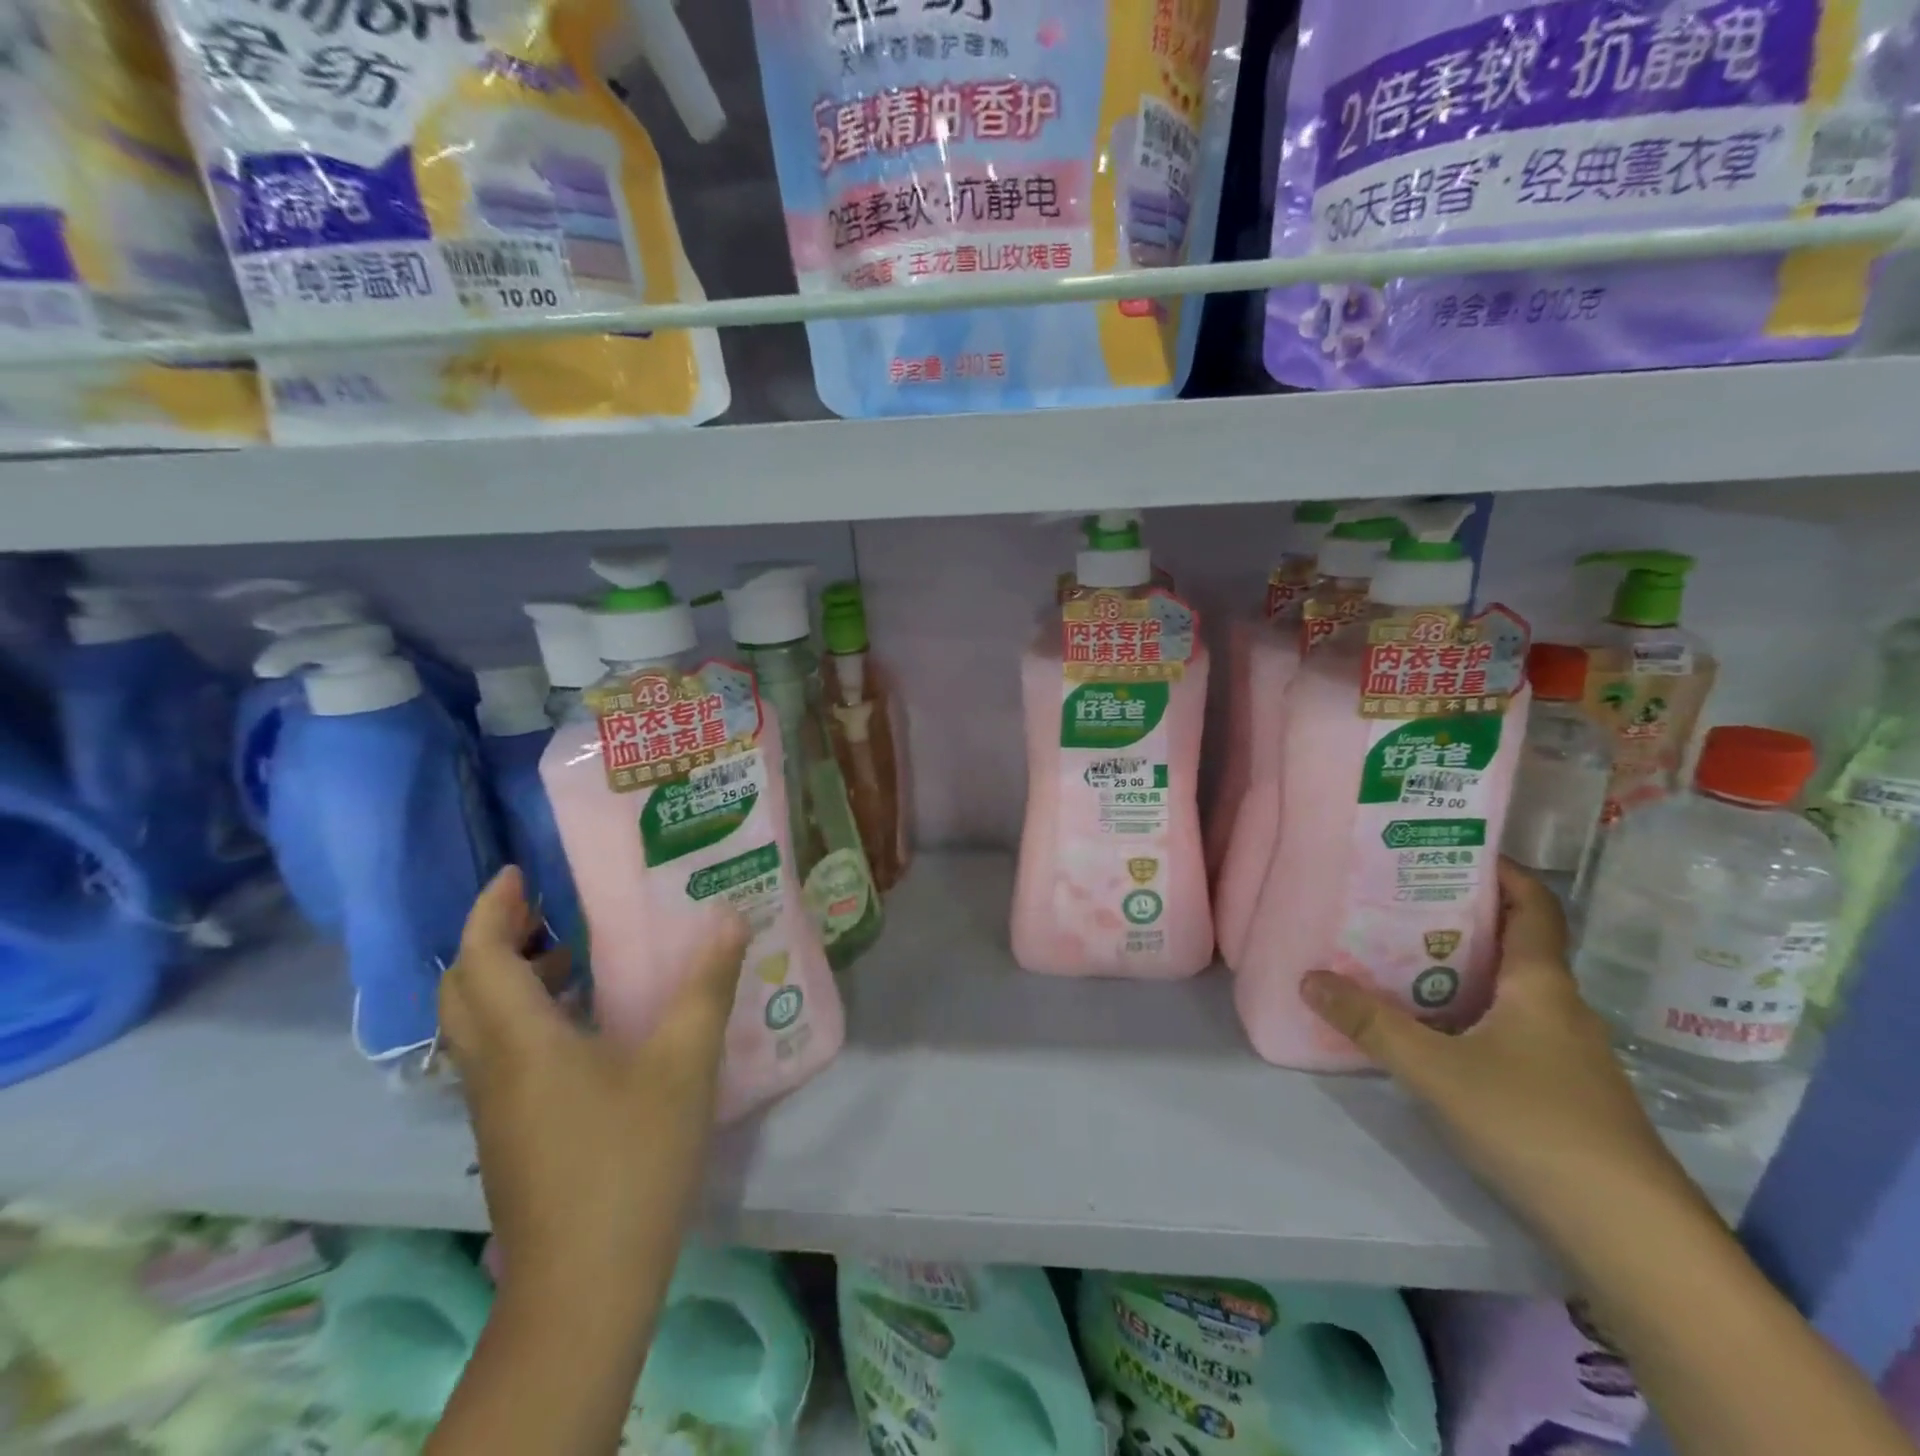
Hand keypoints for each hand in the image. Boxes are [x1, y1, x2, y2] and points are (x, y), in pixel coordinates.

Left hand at [439, 867, 749, 1290]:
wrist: (586, 1285)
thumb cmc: (631, 1160)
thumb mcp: (683, 1063)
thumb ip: (707, 985)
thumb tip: (729, 917)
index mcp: (522, 1042)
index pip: (478, 958)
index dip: (491, 909)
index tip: (520, 873)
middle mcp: (493, 1068)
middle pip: (463, 990)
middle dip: (495, 940)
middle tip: (547, 912)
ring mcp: (494, 1108)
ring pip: (478, 1026)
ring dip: (510, 980)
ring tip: (573, 959)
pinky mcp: (510, 1136)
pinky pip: (500, 1056)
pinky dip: (526, 1020)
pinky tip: (589, 1027)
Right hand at [1301, 858, 1700, 1240]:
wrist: (1630, 1236)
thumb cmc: (1534, 1125)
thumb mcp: (1435, 1070)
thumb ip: (1369, 1023)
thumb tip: (1308, 977)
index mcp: (1541, 984)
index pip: (1533, 905)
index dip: (1500, 871)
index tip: (1450, 850)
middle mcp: (1558, 1007)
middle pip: (1513, 943)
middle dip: (1458, 917)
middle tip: (1395, 901)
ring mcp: (1565, 1053)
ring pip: (1508, 989)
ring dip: (1460, 968)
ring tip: (1396, 956)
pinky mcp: (1560, 1091)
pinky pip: (1508, 1027)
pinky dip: (1468, 1012)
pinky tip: (1428, 1029)